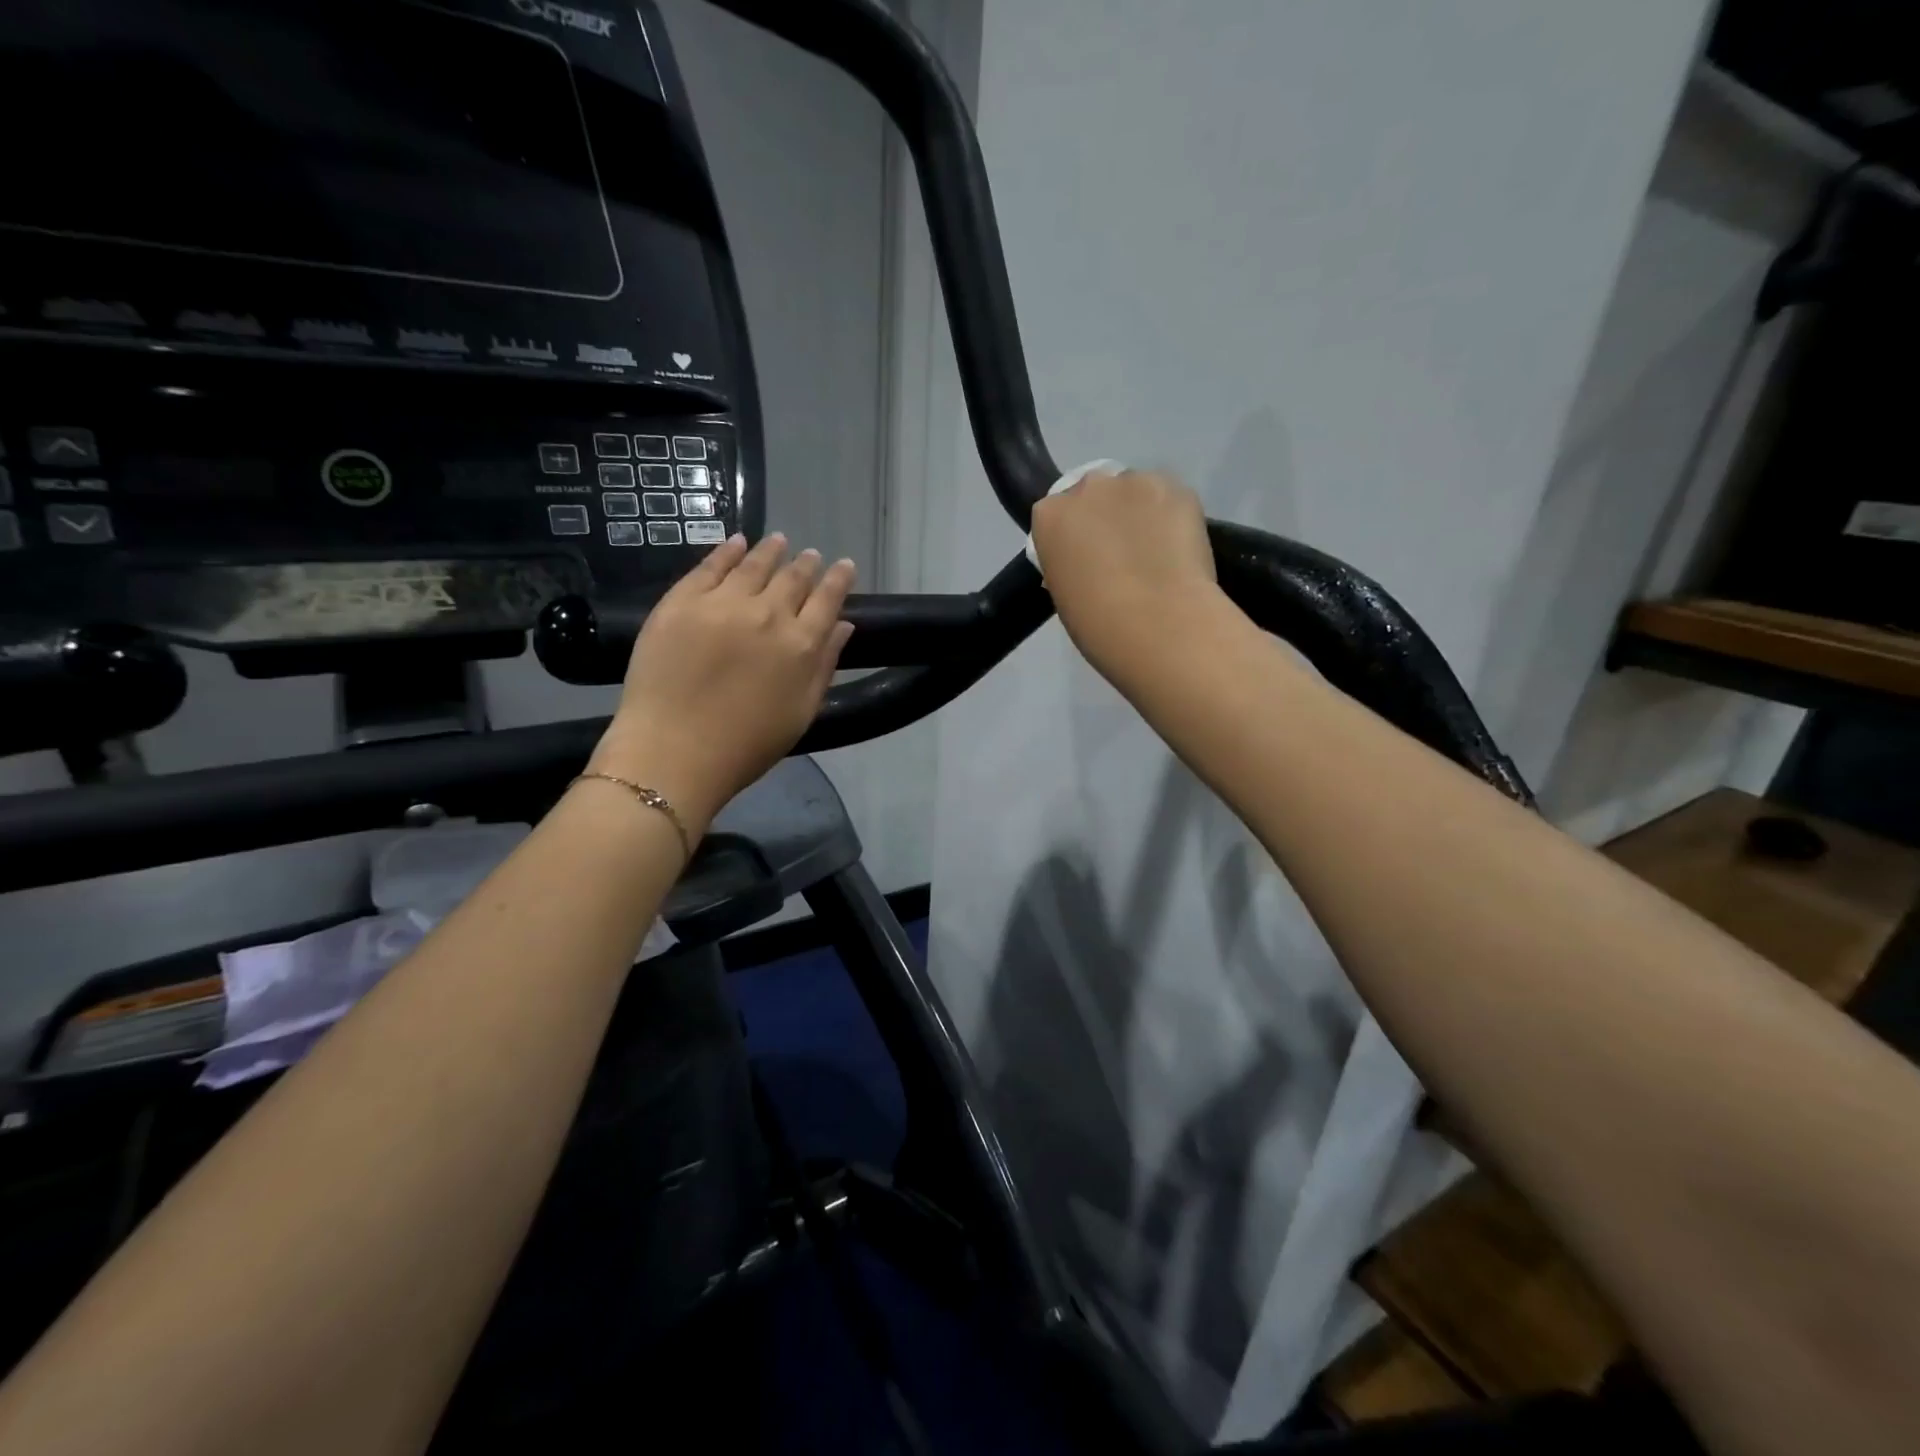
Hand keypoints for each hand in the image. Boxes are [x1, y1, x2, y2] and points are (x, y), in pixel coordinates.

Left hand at [590, 533, 855, 832]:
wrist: (674, 752)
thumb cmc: (747, 745)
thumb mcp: (801, 713)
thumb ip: (824, 666)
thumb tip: (842, 626)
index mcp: (801, 645)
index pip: (828, 599)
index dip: (839, 580)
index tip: (845, 566)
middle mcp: (767, 614)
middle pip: (793, 578)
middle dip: (806, 564)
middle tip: (810, 555)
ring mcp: (722, 604)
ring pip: (754, 565)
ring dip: (771, 550)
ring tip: (779, 541)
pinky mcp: (682, 602)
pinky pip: (709, 567)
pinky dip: (727, 551)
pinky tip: (736, 542)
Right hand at [1030, 470, 1222, 676]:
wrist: (1158, 624)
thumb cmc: (1097, 623)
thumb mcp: (1064, 594)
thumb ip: (1071, 563)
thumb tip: (1088, 562)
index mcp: (1050, 515)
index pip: (1056, 515)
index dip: (1073, 537)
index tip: (1086, 559)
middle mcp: (1089, 486)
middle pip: (1095, 493)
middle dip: (1105, 515)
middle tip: (1121, 553)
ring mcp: (1136, 483)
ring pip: (1136, 492)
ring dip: (1140, 513)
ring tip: (1156, 552)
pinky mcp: (1179, 489)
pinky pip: (1171, 499)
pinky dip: (1173, 519)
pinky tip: (1180, 550)